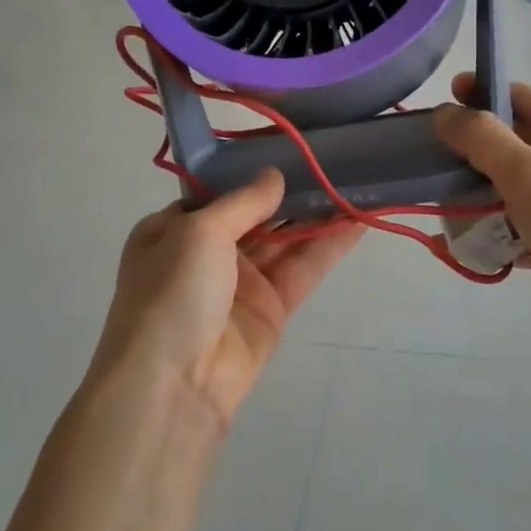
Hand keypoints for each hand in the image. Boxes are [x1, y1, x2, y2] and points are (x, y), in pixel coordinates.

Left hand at [90, 169, 362, 425]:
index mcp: (173, 229)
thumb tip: (274, 175)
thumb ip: (243, 201)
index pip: (217, 192)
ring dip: (316, 215)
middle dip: (291, 191)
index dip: (252, 171)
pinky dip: (328, 247)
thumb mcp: (199, 232)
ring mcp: (240, 282)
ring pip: (284, 240)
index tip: (289, 146)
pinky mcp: (271, 309)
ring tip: (355, 182)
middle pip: (256, 214)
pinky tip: (357, 221)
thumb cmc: (172, 292)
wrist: (174, 384)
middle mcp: (206, 252)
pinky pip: (302, 269)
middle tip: (333, 159)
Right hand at [434, 75, 530, 359]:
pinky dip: (488, 228)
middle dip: (471, 150)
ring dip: (475, 193)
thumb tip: (445, 114)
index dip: (481, 94)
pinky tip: (459, 240)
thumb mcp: (530, 175)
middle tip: (430, 157)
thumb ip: (484, 140)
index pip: (522, 99)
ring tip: (441, 203)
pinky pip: (512, 222)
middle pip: (511, 143)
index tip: (440, 103)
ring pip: (507, 185)